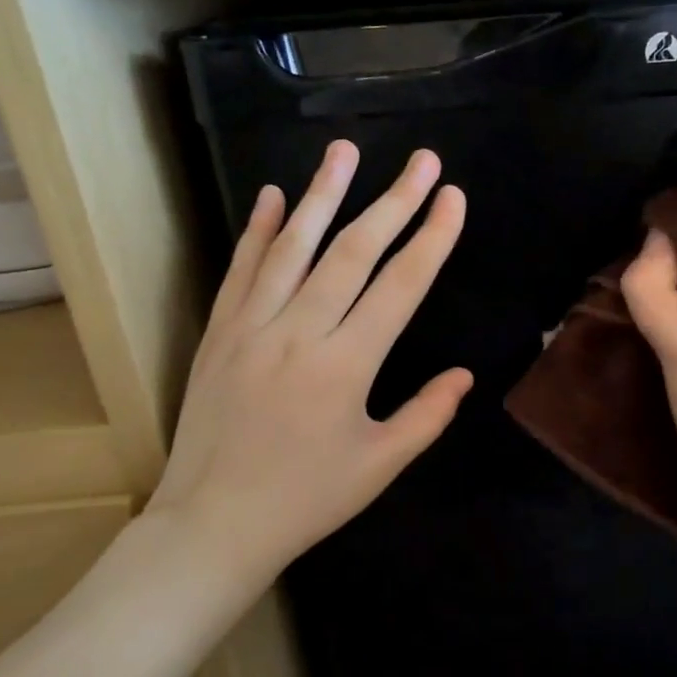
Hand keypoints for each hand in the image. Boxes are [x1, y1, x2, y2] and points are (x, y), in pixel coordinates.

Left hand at [143, 141, 471, 584]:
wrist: (212, 525)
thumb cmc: (306, 500)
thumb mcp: (379, 465)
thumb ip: (427, 415)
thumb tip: (463, 375)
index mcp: (346, 366)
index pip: (400, 286)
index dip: (431, 238)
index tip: (452, 197)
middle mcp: (300, 333)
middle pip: (354, 252)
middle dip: (394, 201)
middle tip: (422, 160)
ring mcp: (252, 327)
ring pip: (293, 247)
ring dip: (324, 194)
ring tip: (345, 150)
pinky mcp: (219, 333)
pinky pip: (240, 271)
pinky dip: (257, 230)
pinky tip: (274, 196)